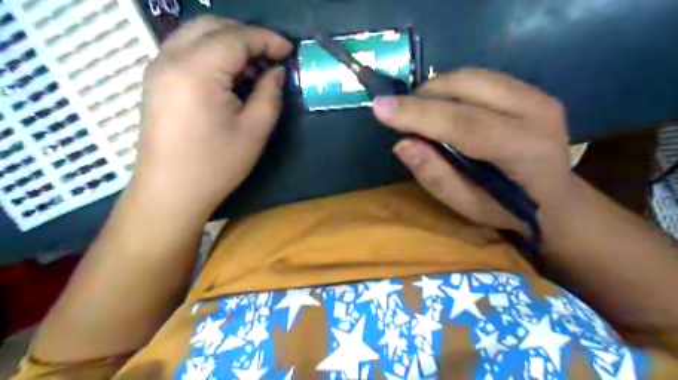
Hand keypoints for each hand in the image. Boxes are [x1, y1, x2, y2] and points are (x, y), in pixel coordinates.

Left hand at [130, 16, 291, 220]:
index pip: (235, 37)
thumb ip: (270, 94)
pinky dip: (211, 52)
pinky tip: (229, 76)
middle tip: (272, 56)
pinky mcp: (156, 80)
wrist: (170, 192)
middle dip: (247, 34)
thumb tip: (276, 72)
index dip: (267, 39)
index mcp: (196, 71)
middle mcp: (170, 58)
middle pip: (211, 25)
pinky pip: (185, 50)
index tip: (289, 50)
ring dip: (229, 42)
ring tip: (253, 68)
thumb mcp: (254, 131)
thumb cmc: (216, 165)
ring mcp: (157, 68)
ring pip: (196, 34)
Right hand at [371, 68, 570, 231]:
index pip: (464, 123)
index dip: (418, 114)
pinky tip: (444, 106)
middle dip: (424, 96)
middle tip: (400, 113)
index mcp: (524, 151)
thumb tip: (402, 144)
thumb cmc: (508, 209)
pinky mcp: (531, 89)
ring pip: (472, 76)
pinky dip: (452, 88)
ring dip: (437, 89)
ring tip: (420, 111)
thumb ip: (436, 177)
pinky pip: (480, 78)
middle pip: (468, 87)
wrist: (555, 199)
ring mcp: (538, 95)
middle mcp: (537, 113)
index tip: (380, 108)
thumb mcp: (467, 207)